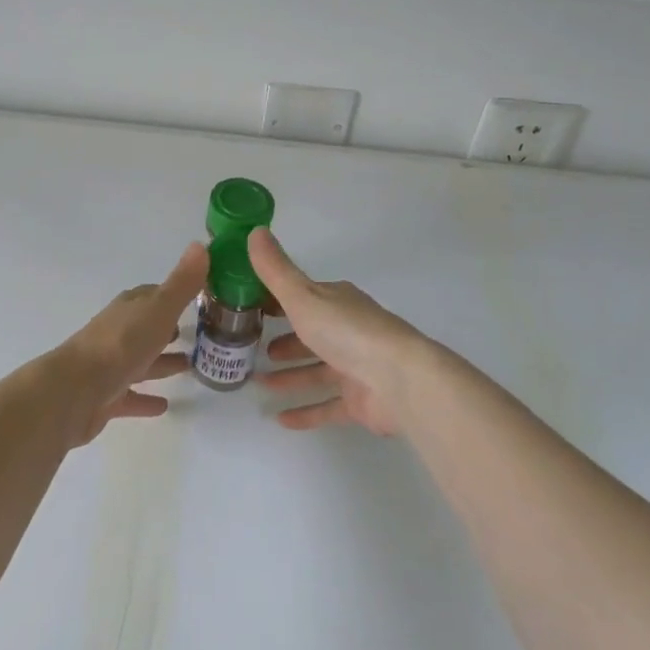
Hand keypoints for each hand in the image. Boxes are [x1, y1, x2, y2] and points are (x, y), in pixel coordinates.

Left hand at [51, 242, 207, 446]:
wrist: (75, 392)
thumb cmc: (120, 345)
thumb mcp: (158, 309)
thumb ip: (181, 283)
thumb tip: (200, 245)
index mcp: (129, 309)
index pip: (152, 296)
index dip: (172, 296)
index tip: (196, 298)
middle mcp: (117, 333)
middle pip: (146, 328)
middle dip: (167, 330)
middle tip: (194, 334)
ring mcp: (109, 366)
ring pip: (140, 361)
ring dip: (162, 363)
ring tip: (189, 367)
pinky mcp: (105, 398)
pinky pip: (130, 396)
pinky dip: (145, 399)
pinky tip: (163, 406)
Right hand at [249, 228, 429, 436]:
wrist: (400, 380)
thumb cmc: (347, 332)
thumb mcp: (303, 296)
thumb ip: (276, 270)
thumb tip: (255, 229)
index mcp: (336, 301)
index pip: (302, 296)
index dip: (276, 301)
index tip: (249, 308)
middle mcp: (347, 330)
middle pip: (311, 333)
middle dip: (285, 340)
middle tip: (255, 349)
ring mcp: (356, 367)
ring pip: (317, 370)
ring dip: (290, 375)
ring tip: (259, 382)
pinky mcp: (360, 401)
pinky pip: (327, 405)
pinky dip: (305, 411)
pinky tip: (280, 419)